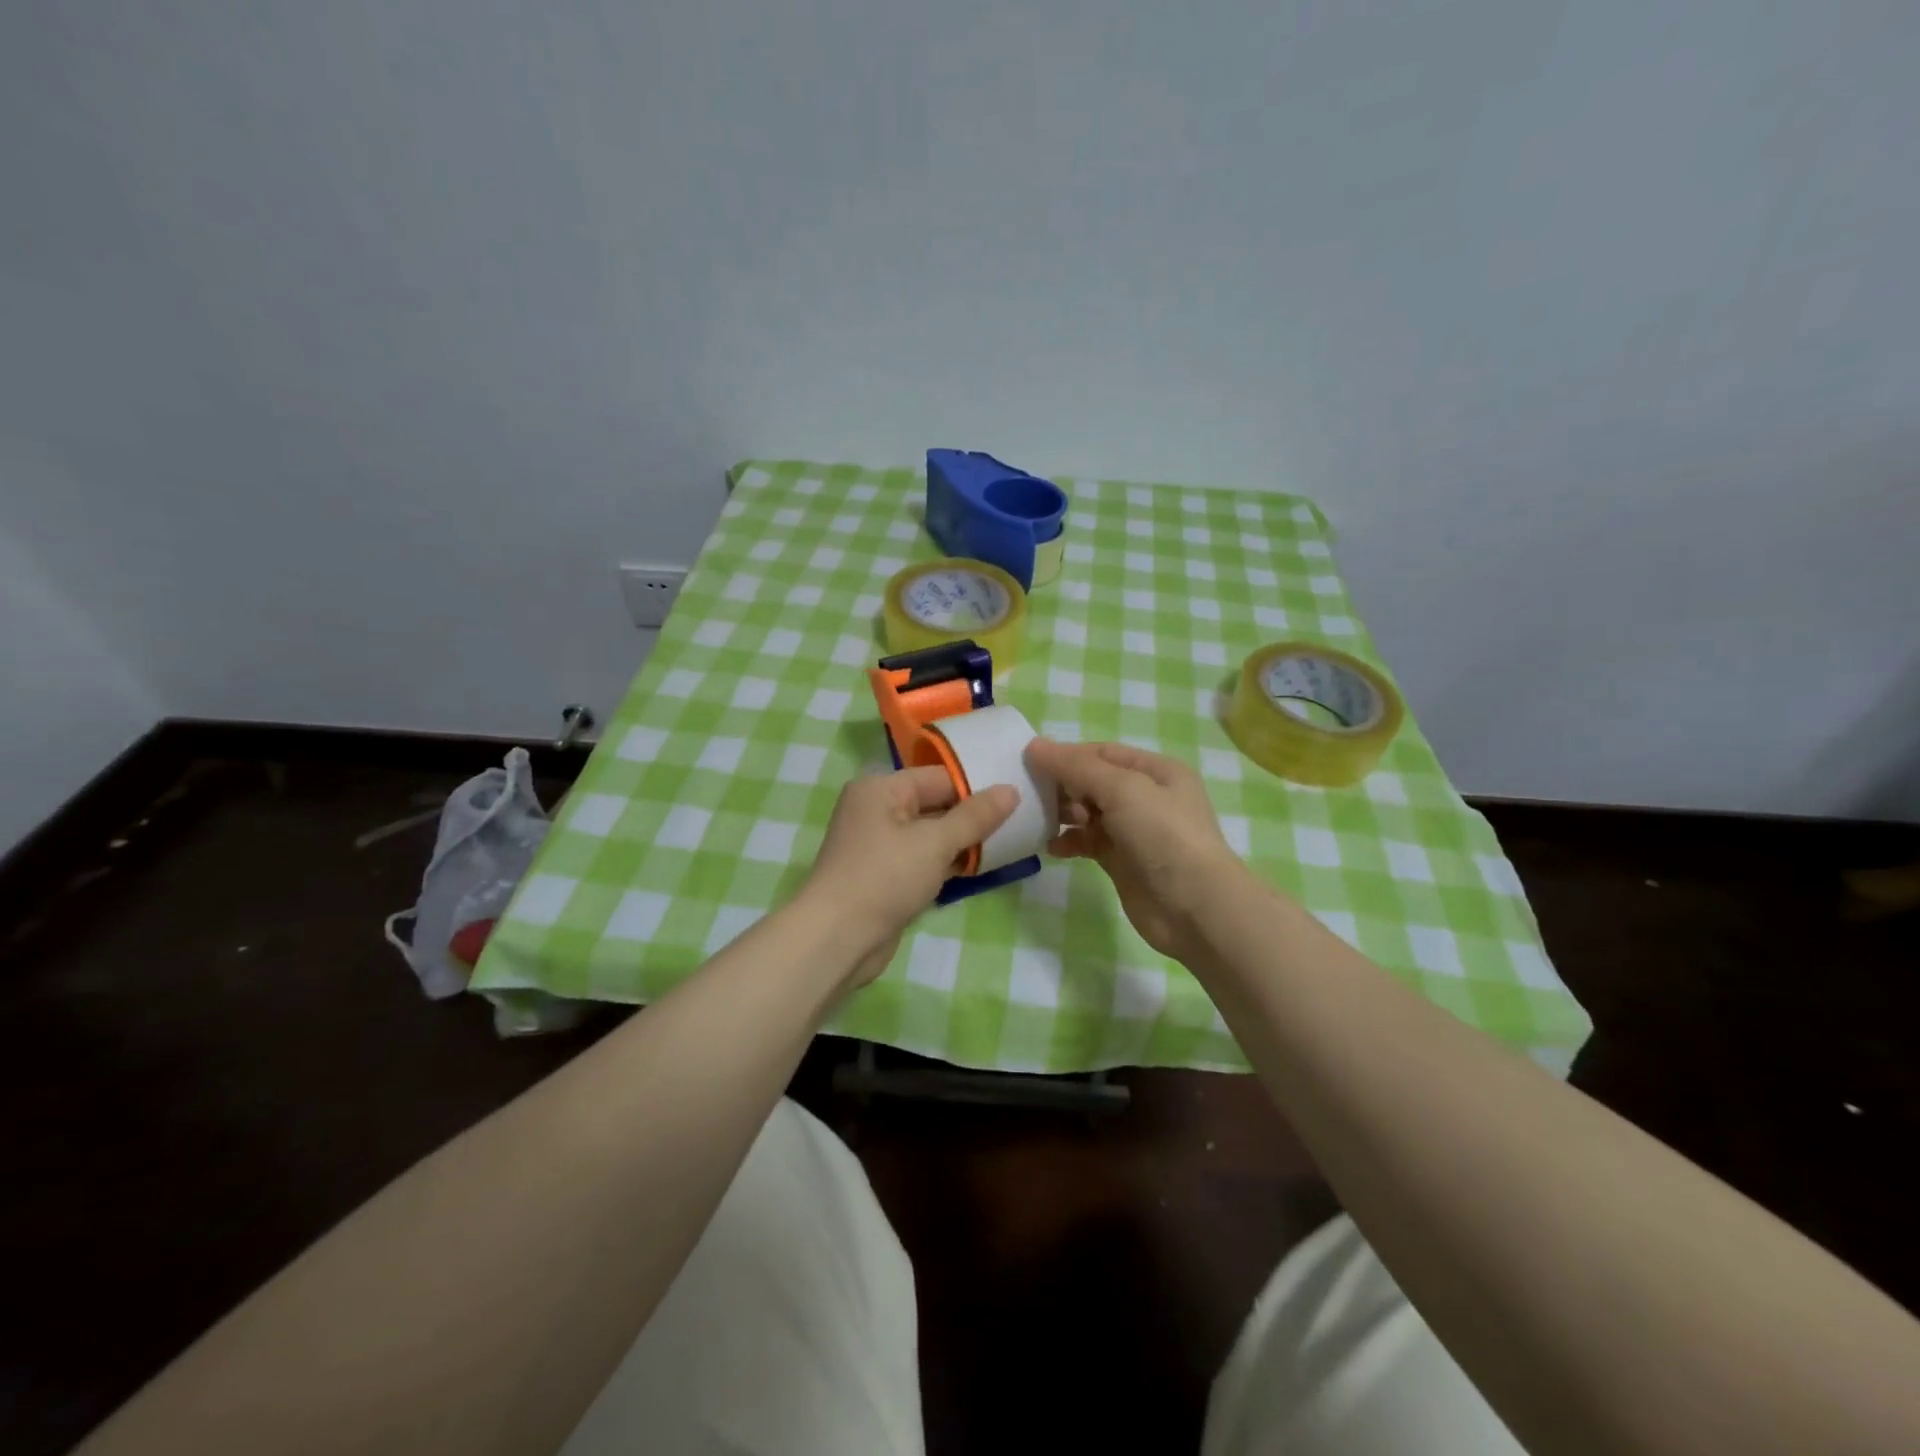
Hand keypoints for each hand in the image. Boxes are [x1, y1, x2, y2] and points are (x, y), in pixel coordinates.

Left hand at [800, 766, 1016, 982]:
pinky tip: (980, 869)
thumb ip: (975, 817)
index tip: (1017, 798)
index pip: (939, 777)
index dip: (977, 787)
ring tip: (1009, 844)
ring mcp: (879, 845)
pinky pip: (923, 860)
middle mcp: (876, 810)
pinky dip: (948, 864)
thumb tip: (1011, 790)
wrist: (837, 939)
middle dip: (973, 817)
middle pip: (935, 804)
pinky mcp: (885, 875)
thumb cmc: (884, 878)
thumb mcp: (935, 843)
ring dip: (964, 843)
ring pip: (932, 835)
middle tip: (1020, 822)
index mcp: (881, 789)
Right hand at [1025, 739, 1246, 959]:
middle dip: (1063, 785)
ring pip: (1089, 813)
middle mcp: (1147, 797)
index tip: (1030, 761)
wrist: (1193, 906)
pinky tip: (1052, 848)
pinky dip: (1070, 842)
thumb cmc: (1162, 835)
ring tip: (1040, 819)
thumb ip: (1076, 767)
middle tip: (1031, 793)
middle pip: (1094, 782)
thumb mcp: (1122, 789)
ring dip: (1063, 814)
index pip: (1103, 753)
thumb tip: (1035, 746)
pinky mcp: (1123, 861)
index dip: (1068, 754)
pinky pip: (1089, 842)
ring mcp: (1135, 831)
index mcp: (1156, 771)